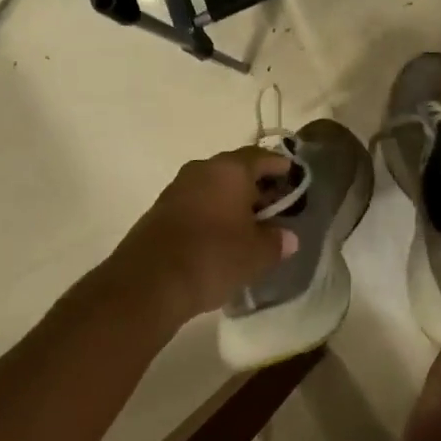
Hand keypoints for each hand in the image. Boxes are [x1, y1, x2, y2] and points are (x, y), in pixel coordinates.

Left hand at [113, 147, 297, 330]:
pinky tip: (219, 238)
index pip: (262, 157)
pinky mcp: (159, 211)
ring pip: (213, 187)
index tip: (293, 179)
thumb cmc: (212, 257)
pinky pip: (195, 204)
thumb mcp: (256, 254)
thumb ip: (277, 242)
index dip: (280, 167)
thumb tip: (288, 237)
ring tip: (248, 226)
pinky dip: (211, 214)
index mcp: (230, 170)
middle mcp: (202, 170)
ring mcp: (177, 189)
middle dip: (256, 186)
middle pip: (236, 170)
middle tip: (274, 207)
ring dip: (231, 201)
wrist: (147, 283)